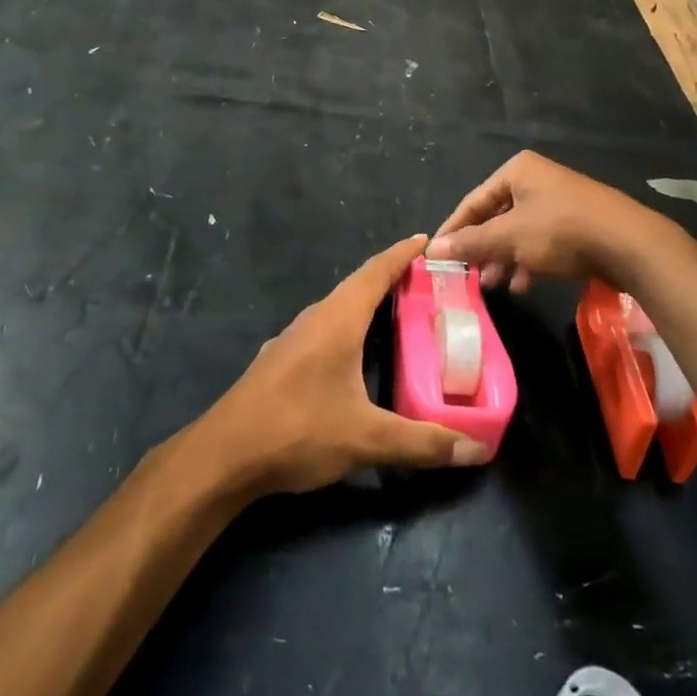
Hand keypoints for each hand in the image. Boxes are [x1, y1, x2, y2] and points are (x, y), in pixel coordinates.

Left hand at [198, 236, 485, 496]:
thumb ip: (421, 443)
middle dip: (392, 280)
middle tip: (428, 284)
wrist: (223, 455)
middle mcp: (314, 319)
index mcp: (337, 319)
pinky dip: (349, 330)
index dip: (402, 254)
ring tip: (400, 316)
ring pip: (338, 310)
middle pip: (358, 287)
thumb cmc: (297, 430)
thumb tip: (473, 449)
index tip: (427, 240)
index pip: (375, 272)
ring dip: (368, 306)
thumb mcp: (366, 439)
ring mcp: (293, 339)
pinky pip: (324, 331)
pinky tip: (357, 356)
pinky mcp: (281, 362)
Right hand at [428, 151, 656, 291]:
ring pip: (519, 231)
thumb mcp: (510, 237)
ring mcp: (559, 201)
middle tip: (467, 274)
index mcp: (517, 171)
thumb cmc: (561, 231)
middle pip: (496, 216)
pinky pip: (541, 241)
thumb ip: (471, 243)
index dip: (453, 230)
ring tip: (493, 284)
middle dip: (482, 248)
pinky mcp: (576, 224)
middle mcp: (536, 180)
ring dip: (504, 258)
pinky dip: (528, 260)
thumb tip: (430, 249)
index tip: (436, 255)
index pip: (473, 201)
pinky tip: (522, 284)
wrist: (630, 244)